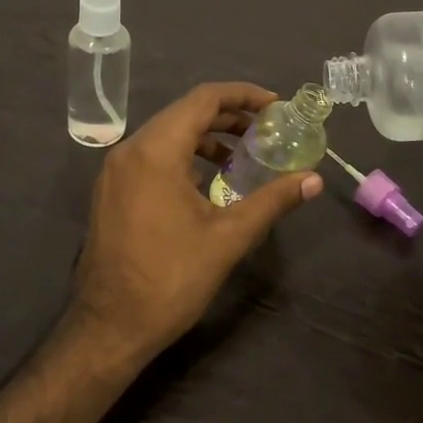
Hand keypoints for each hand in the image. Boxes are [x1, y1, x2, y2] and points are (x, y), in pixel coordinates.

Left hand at [70, 83, 322, 365]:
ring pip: (166, 134)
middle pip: (184, 113)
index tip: (276, 106)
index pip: (203, 99)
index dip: (243, 95)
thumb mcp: (228, 238)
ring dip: (206, 137)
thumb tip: (314, 180)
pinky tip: (209, 181)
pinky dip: (184, 156)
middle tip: (268, 129)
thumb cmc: (170, 279)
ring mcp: (115, 171)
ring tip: (244, 154)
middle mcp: (130, 150)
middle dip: (229, 116)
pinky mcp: (111, 191)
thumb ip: (272, 201)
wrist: (109, 327)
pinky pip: (152, 156)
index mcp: (155, 151)